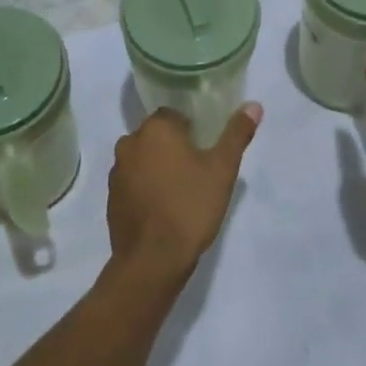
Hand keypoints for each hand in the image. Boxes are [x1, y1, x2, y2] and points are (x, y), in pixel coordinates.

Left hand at [108, 104, 261, 282]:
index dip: (192, 131)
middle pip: (157, 137)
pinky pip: (133, 183)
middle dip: (174, 149)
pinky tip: (163, 209)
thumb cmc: (190, 206)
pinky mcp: (111, 199)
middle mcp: (129, 144)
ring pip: (143, 159)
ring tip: (181, 192)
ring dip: (158, 168)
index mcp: (155, 129)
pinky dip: (146, 189)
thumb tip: (254, 105)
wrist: (153, 260)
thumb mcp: (222, 169)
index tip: (206, 151)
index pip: (174, 116)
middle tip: (197, 172)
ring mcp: (117, 173)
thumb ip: (236, 134)